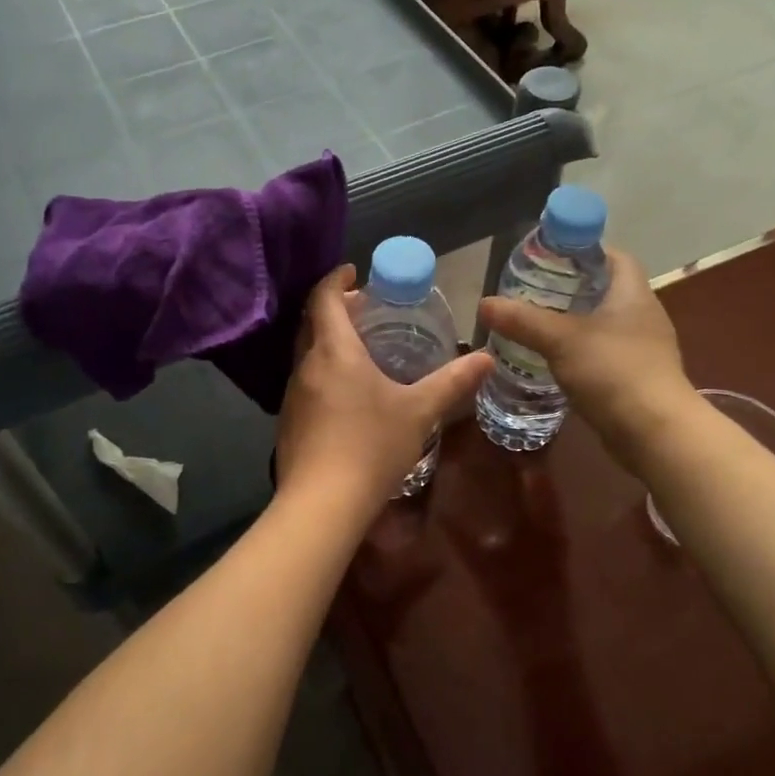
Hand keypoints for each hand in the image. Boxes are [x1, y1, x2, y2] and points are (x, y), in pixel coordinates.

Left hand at [277, 266, 493, 510]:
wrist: (322, 503)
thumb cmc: (372, 446)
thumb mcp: (419, 411)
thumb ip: (452, 382)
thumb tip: (486, 358)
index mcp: (334, 351)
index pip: (324, 298)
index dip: (336, 279)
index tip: (353, 272)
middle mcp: (306, 365)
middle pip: (313, 322)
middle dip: (336, 309)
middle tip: (366, 309)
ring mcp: (293, 394)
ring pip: (307, 353)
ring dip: (329, 341)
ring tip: (362, 349)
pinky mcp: (288, 421)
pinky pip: (306, 380)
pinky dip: (324, 370)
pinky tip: (348, 394)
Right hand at [477, 247, 692, 471]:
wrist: (655, 434)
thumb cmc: (613, 372)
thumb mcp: (560, 340)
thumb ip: (522, 319)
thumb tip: (484, 304)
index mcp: (633, 293)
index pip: (613, 256)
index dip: (583, 250)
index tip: (550, 256)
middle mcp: (643, 315)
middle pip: (605, 289)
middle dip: (570, 288)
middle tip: (532, 290)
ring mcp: (643, 349)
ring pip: (603, 324)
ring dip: (574, 322)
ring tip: (536, 324)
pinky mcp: (637, 378)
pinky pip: (604, 354)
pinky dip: (580, 352)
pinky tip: (554, 361)